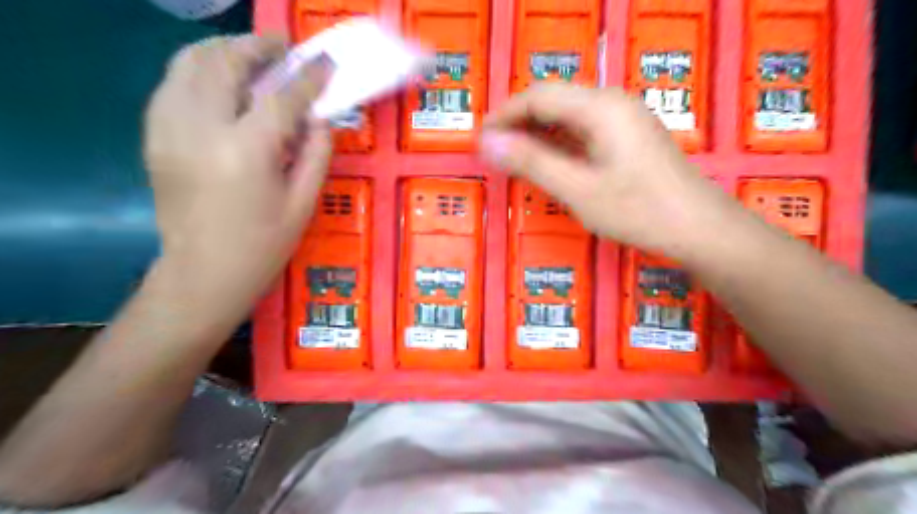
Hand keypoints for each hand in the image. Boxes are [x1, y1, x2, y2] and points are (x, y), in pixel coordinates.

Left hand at [141, 35, 330, 313]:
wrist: (203, 273)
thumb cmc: (263, 245)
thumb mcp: (303, 202)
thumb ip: (316, 153)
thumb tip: (321, 116)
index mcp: (245, 151)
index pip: (281, 96)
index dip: (308, 76)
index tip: (326, 62)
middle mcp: (199, 128)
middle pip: (224, 61)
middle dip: (259, 47)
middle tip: (285, 48)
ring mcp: (168, 128)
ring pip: (190, 61)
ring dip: (226, 50)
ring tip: (256, 58)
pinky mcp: (154, 134)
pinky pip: (176, 82)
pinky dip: (202, 70)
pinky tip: (226, 84)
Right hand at [480, 84, 734, 260]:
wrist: (699, 228)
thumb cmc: (639, 211)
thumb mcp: (578, 190)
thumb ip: (532, 163)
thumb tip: (488, 142)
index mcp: (600, 107)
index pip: (539, 96)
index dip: (504, 115)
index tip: (480, 139)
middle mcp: (612, 103)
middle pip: (553, 101)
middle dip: (519, 124)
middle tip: (493, 153)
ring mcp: (622, 120)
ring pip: (567, 117)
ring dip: (537, 134)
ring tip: (513, 160)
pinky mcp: (627, 137)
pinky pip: (583, 131)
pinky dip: (558, 144)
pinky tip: (546, 163)